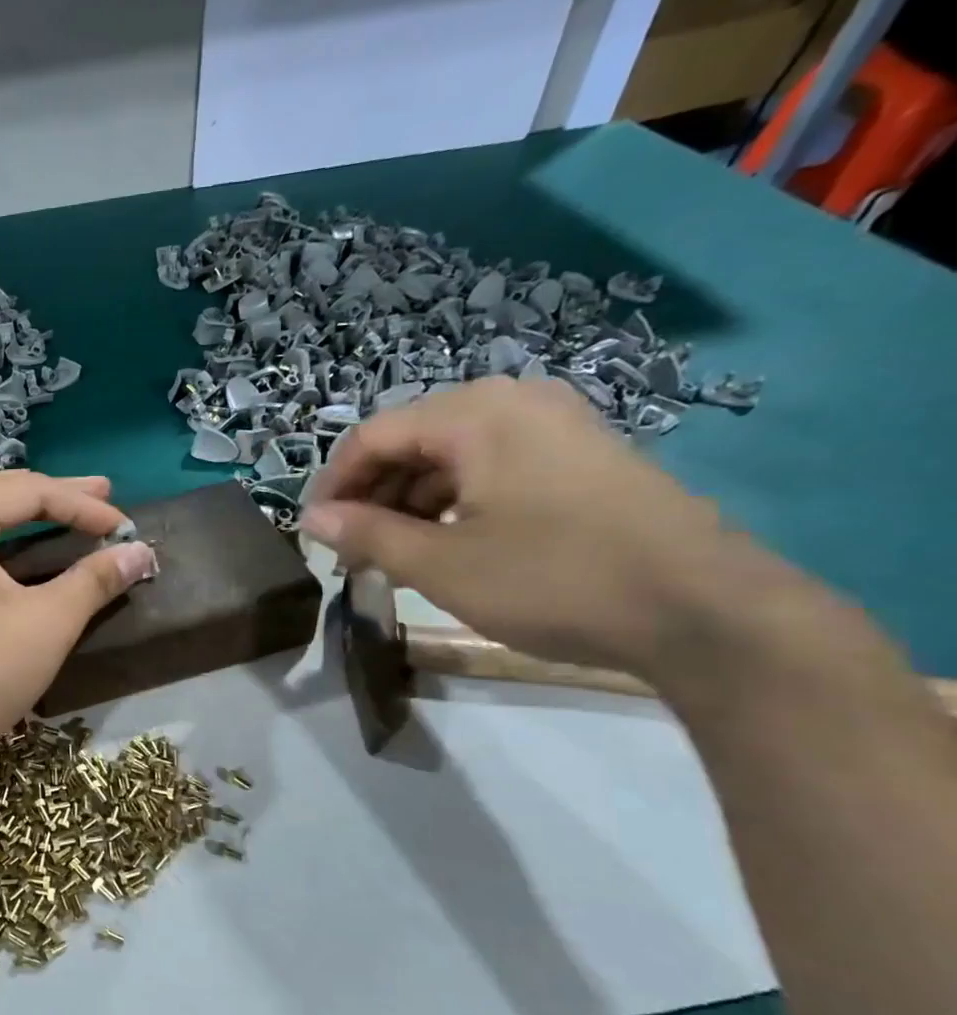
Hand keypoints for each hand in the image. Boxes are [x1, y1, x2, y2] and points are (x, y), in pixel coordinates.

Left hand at [0, 472, 155, 768]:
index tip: (124, 525)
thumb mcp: (50, 621)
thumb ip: (96, 578)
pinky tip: (23, 539)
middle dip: (54, 494)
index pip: (27, 493)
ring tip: (67, 507)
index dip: (82, 505)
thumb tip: (142, 551)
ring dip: (25, 508)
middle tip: (103, 495)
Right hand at [302, 377, 741, 677]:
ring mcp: (555, 426)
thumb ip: (366, 535)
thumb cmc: (553, 580)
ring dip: (409, 502)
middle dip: (371, 496)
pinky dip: (454, 502)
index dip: (332, 485)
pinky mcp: (580, 456)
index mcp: (475, 414)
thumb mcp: (440, 565)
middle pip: (410, 440)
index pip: (372, 436)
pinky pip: (492, 466)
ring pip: (450, 455)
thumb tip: (310, 519)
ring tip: (394, 555)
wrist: (704, 612)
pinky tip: (447, 545)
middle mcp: (514, 402)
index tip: (314, 535)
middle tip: (352, 552)